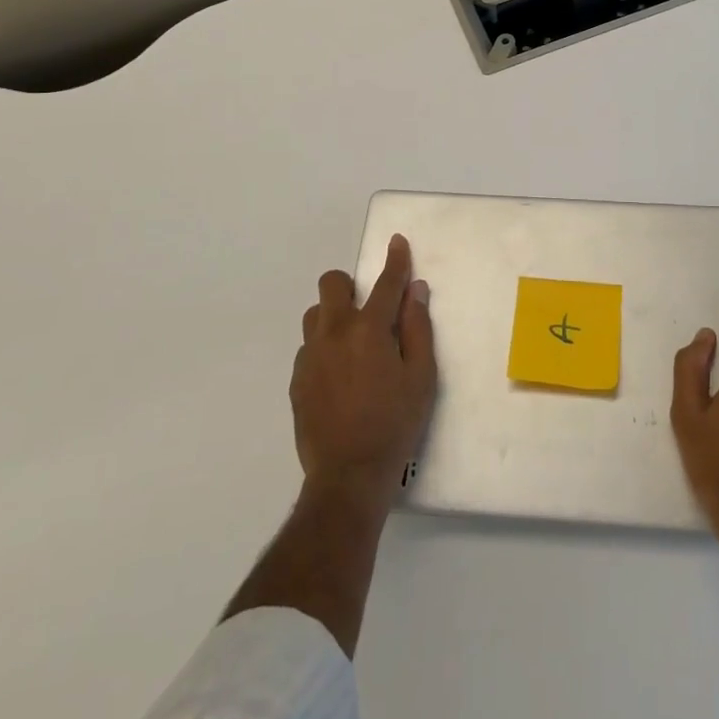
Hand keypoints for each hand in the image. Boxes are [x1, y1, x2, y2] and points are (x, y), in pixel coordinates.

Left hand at [292, 234, 437, 511]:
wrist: (347, 476)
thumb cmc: (395, 424)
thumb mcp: (422, 377)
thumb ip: (418, 328)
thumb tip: (415, 291)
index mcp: (369, 329)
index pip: (385, 283)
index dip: (395, 260)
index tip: (397, 242)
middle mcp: (334, 333)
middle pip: (331, 284)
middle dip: (350, 285)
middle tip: (368, 310)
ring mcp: (310, 356)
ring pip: (315, 315)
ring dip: (334, 317)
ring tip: (353, 346)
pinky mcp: (296, 380)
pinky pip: (308, 348)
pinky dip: (324, 348)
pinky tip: (340, 377)